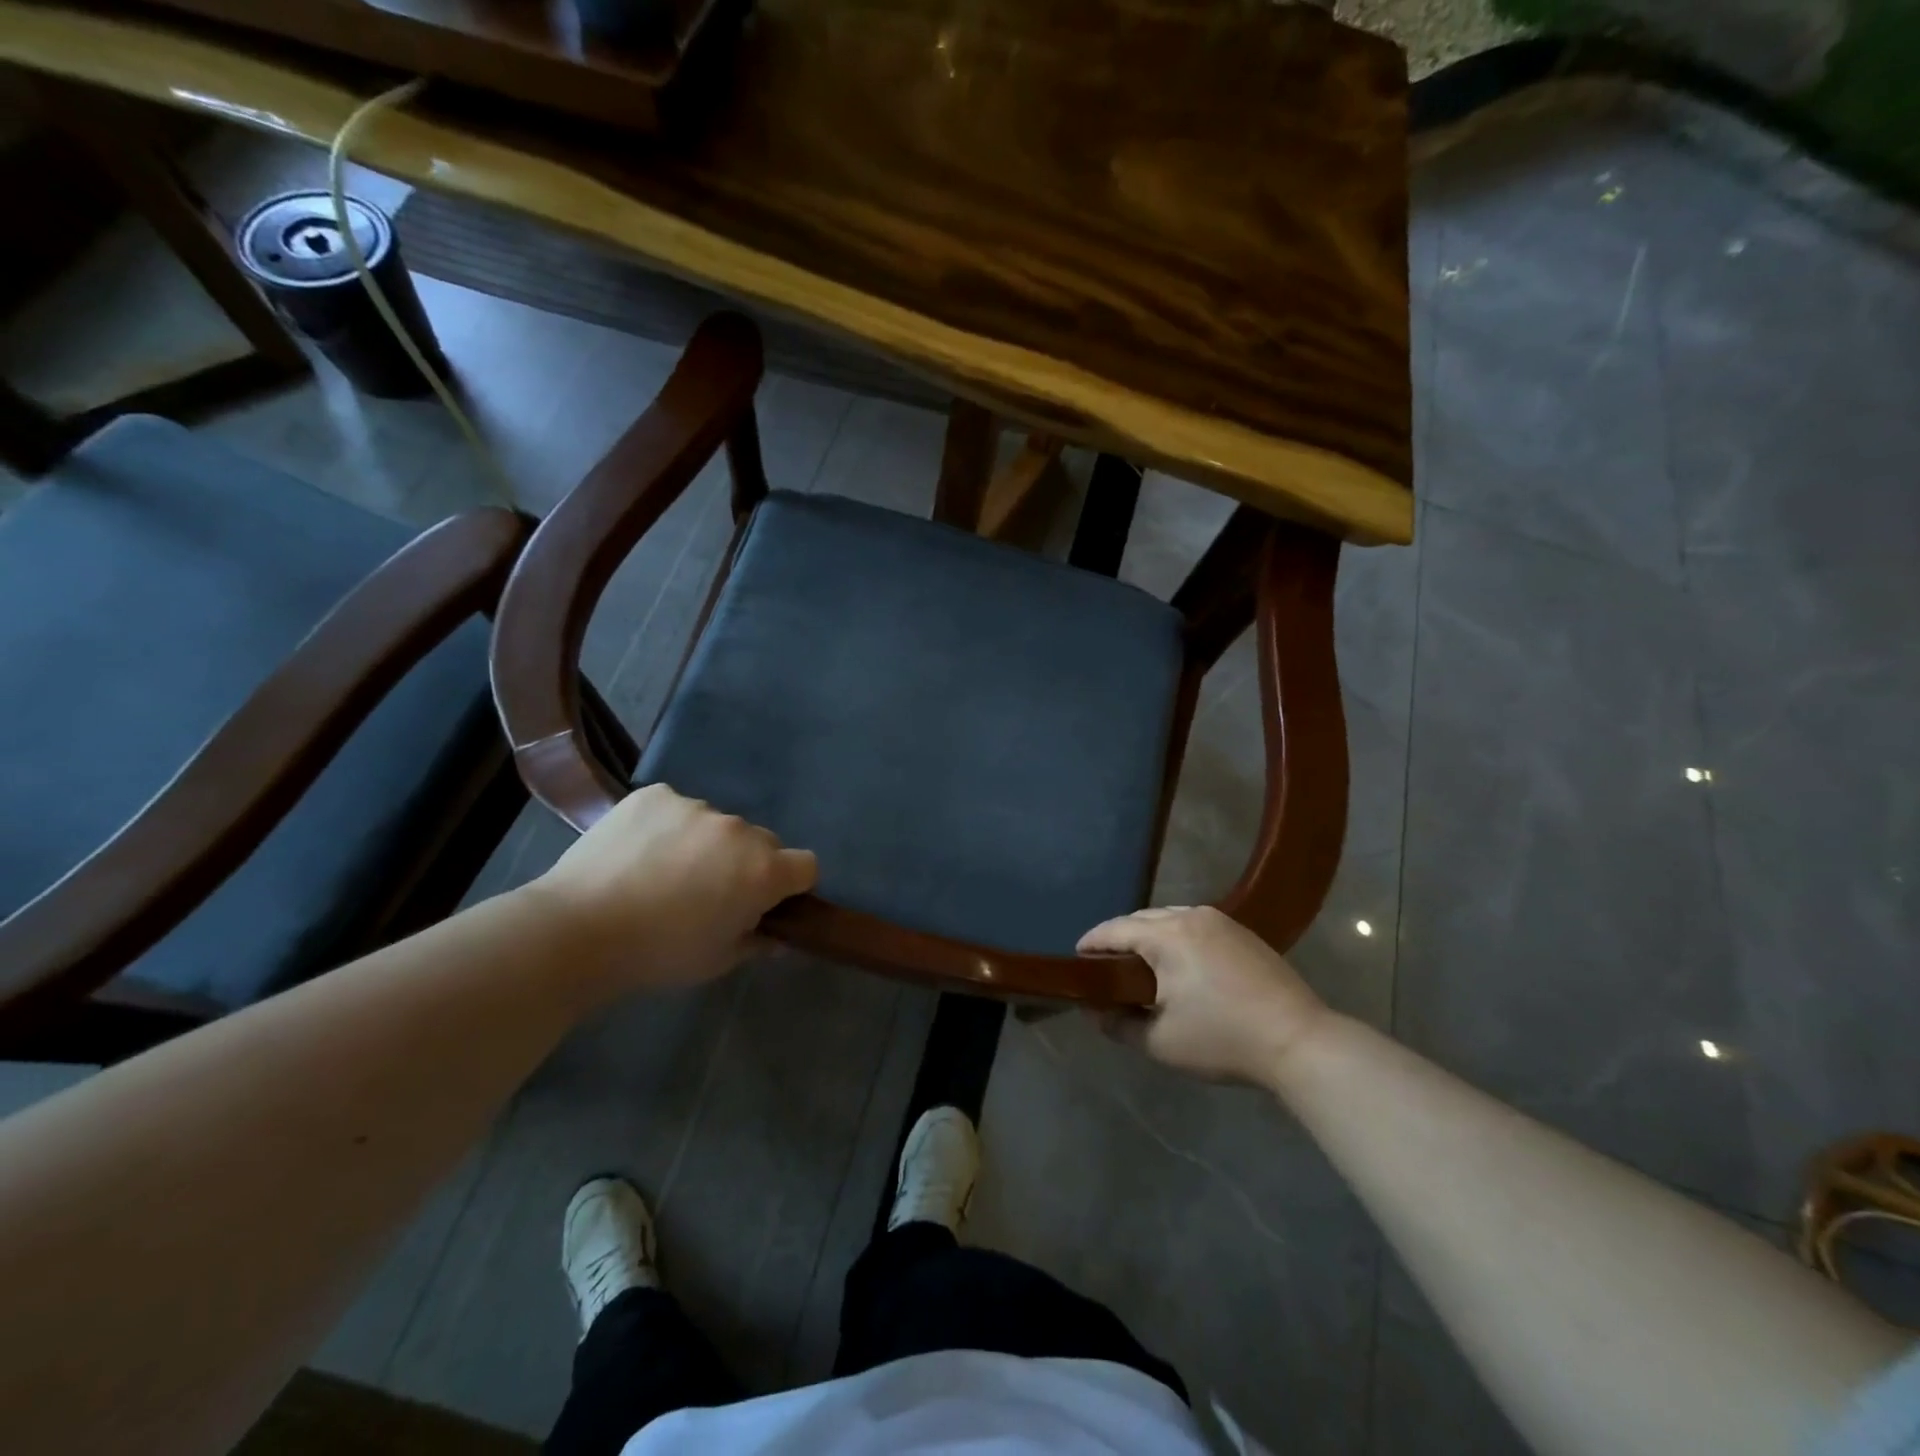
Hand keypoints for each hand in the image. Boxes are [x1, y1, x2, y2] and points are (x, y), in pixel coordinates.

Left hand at [528, 784, 816, 999]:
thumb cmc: (659, 954)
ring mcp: (696, 807)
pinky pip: (676, 808)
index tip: (766, 902)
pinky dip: (667, 826)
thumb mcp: (718, 961)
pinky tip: (638, 853)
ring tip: (662, 873)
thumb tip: (777, 937)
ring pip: (717, 824)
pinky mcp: (656, 795)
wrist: (579, 929)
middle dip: (747, 863)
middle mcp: (739, 830)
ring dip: (706, 844)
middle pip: (762, 842)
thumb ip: (757, 942)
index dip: (791, 884)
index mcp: (763, 870)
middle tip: (709, 892)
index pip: (806, 865)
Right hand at [1077, 906, 1328, 1084]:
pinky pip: (1195, 925)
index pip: (1114, 930)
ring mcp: (1221, 921)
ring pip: (1169, 918)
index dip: (1091, 943)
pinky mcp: (1243, 932)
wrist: (1299, 1041)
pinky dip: (1176, 938)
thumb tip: (1094, 1011)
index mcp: (1166, 935)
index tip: (1076, 959)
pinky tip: (1179, 964)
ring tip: (1140, 965)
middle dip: (1119, 939)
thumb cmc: (1222, 1040)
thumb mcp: (1160, 1042)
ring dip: (1149, 936)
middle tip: (1106, 967)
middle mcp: (1191, 916)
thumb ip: (1118, 1024)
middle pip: (1141, 919)